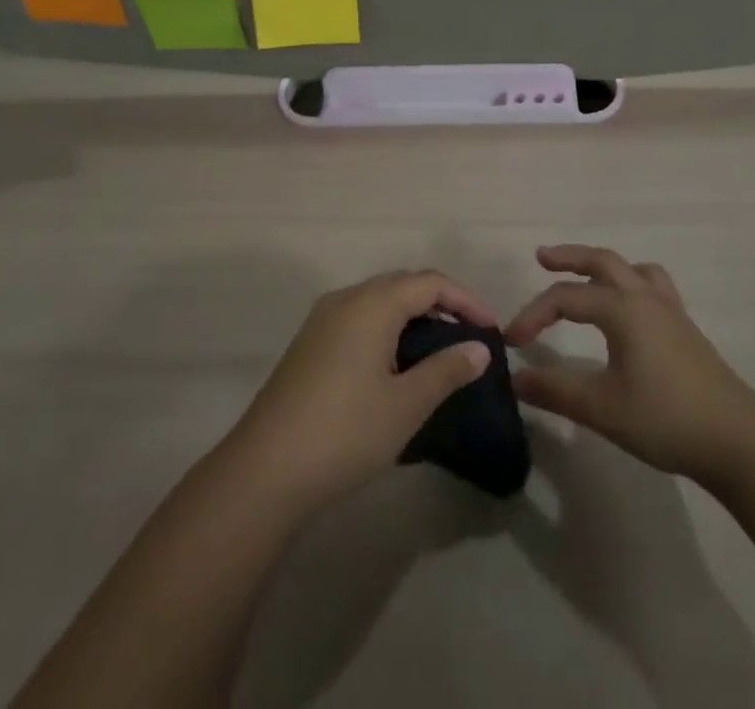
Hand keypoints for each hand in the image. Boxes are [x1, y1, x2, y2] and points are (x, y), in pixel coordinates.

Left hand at [228, 270, 494, 512]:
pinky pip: (361, 318)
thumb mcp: (406, 405)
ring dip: (414, 315)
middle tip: (470, 336)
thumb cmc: (344, 432)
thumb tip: (479, 348)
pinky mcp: (310, 344)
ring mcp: (322, 320)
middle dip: (442, 302)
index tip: (492, 330)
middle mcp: (346, 299)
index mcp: (372, 303)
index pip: (430, 282)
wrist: (263, 472)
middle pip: (404, 284)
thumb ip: (446, 370)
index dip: (466, 300)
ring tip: (441, 349)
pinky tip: (398, 363)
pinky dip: (389, 328)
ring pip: (380, 300)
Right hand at [505, 245, 754, 481]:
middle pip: (602, 261)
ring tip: (586, 278)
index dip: (533, 314)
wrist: (736, 439)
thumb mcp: (602, 407)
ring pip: (632, 269)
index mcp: (622, 308)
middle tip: (542, 257)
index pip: (565, 299)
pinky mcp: (684, 328)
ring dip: (603, 266)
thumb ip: (555, 390)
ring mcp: (669, 310)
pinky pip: (652, 286)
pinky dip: (630, 283)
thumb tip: (516, 379)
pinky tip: (628, 310)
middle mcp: (644, 297)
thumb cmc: (664, 417)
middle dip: (569, 257)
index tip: (512, 342)